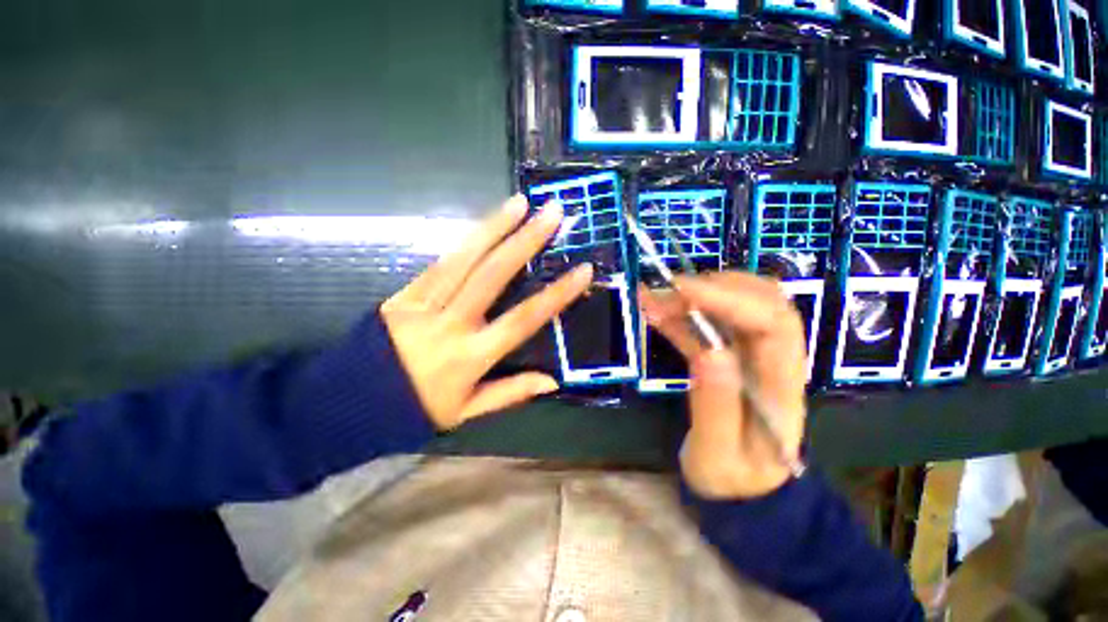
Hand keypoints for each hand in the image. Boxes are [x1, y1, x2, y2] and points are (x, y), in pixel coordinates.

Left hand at [381, 195, 591, 430]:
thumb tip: (552, 380)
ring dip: (493, 228)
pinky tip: (484, 224)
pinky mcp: (404, 293)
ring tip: (519, 203)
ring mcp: (424, 304)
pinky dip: (464, 241)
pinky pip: (439, 263)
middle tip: (551, 214)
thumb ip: (510, 393)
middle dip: (526, 242)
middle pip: (493, 276)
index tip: (582, 270)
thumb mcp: (465, 412)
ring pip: (463, 260)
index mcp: (470, 357)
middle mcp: (451, 325)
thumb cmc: (415, 408)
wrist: (348, 402)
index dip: (556, 295)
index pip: (523, 320)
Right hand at [639, 273, 807, 499]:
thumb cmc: (732, 479)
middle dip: (713, 286)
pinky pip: (709, 323)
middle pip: (762, 300)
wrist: (740, 489)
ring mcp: (752, 355)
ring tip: (652, 298)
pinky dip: (682, 312)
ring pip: (736, 304)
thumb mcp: (718, 455)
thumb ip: (716, 408)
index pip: (773, 323)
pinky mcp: (730, 355)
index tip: (681, 291)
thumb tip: (710, 351)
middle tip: (666, 292)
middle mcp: (773, 360)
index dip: (729, 298)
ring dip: (693, 296)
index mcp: (782, 385)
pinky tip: (655, 310)